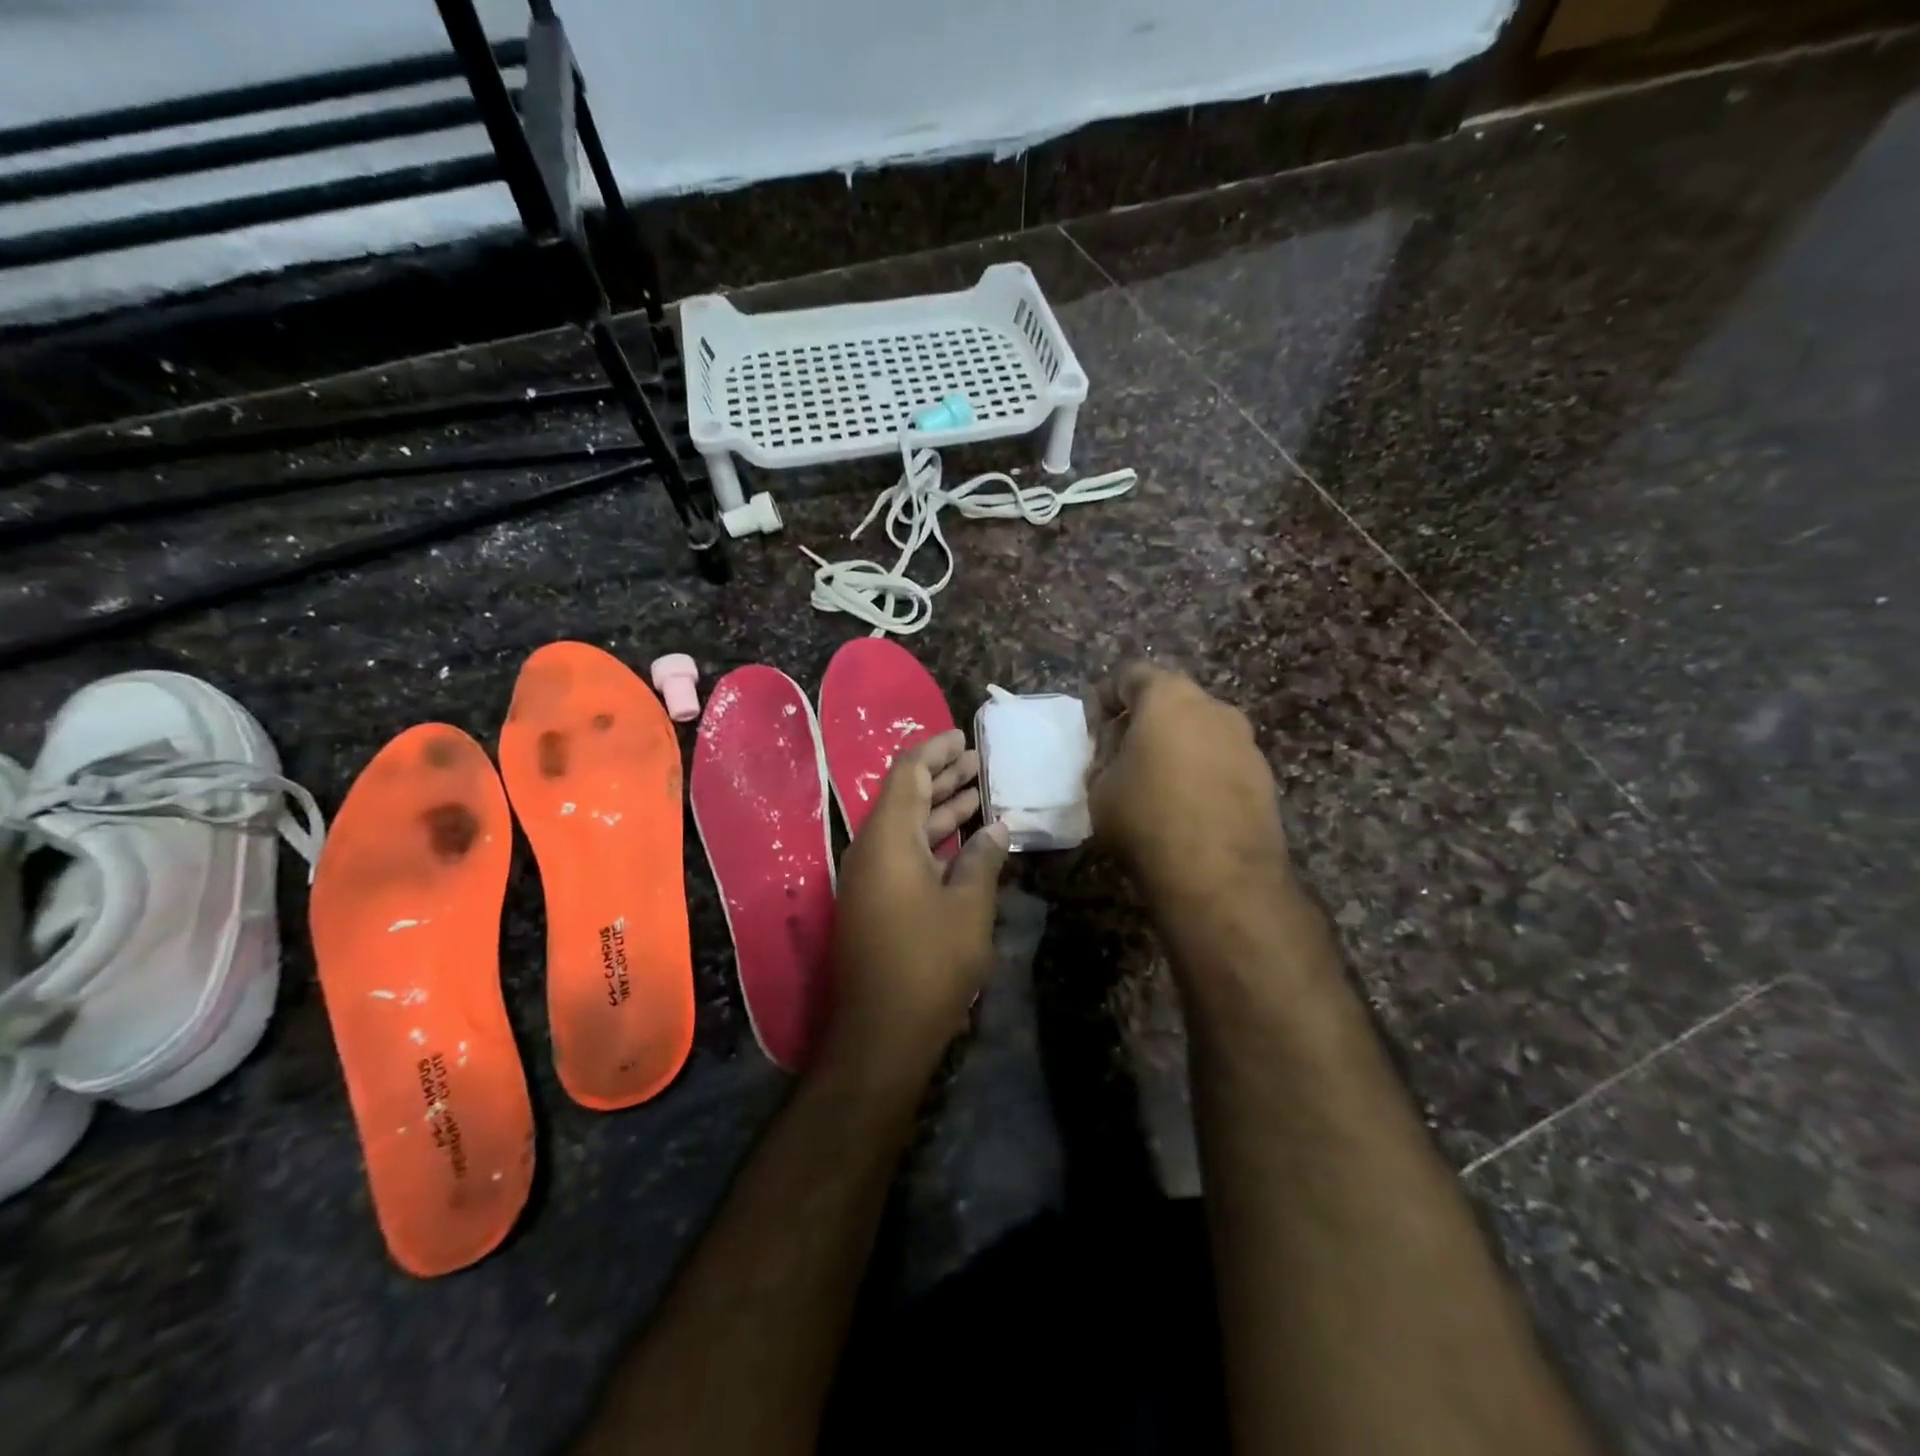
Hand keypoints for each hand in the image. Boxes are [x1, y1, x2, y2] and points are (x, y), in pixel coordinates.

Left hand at [826, 730, 1010, 1079]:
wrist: (882, 1032)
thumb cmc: (930, 962)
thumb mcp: (968, 907)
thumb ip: (982, 860)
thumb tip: (997, 829)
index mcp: (888, 838)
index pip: (907, 774)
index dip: (935, 752)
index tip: (963, 738)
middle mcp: (870, 849)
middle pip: (905, 797)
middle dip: (942, 777)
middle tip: (979, 762)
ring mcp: (869, 877)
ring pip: (906, 827)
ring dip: (940, 809)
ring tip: (979, 792)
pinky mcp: (874, 901)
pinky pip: (903, 853)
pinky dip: (933, 840)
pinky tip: (965, 841)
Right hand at [1087, 663, 1291, 912]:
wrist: (1221, 877)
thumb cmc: (1147, 818)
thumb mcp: (1100, 788)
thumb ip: (1105, 759)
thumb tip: (1117, 755)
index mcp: (1170, 697)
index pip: (1132, 675)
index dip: (1108, 697)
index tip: (1095, 725)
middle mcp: (1215, 708)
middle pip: (1172, 701)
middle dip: (1144, 721)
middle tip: (1121, 754)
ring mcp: (1246, 742)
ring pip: (1201, 732)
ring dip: (1177, 747)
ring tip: (1155, 783)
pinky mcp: (1264, 777)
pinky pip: (1222, 762)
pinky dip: (1202, 772)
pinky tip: (1186, 806)